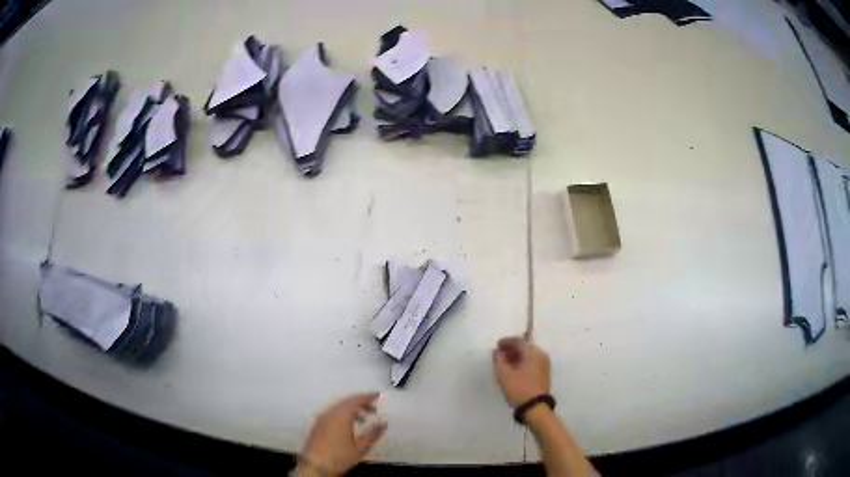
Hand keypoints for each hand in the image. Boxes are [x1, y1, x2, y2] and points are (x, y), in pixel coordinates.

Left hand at [298, 392, 386, 476]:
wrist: (315, 466)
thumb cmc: (340, 456)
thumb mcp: (361, 447)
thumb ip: (373, 434)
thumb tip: (384, 424)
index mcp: (341, 415)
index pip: (356, 400)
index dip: (367, 396)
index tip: (377, 395)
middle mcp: (330, 412)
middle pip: (347, 401)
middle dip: (361, 402)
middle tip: (374, 407)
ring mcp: (322, 418)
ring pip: (339, 407)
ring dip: (352, 409)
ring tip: (365, 418)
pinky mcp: (318, 424)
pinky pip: (333, 413)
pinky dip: (344, 414)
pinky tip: (350, 425)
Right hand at [492, 336, 550, 407]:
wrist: (535, 408)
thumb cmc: (519, 389)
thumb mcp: (504, 374)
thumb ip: (499, 360)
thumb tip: (498, 352)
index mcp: (533, 353)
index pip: (519, 341)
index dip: (506, 342)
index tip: (497, 346)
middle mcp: (541, 356)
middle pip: (525, 347)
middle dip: (511, 349)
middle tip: (499, 354)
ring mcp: (544, 365)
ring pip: (528, 356)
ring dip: (516, 357)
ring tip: (504, 363)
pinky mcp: (543, 374)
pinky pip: (531, 363)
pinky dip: (522, 363)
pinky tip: (513, 370)